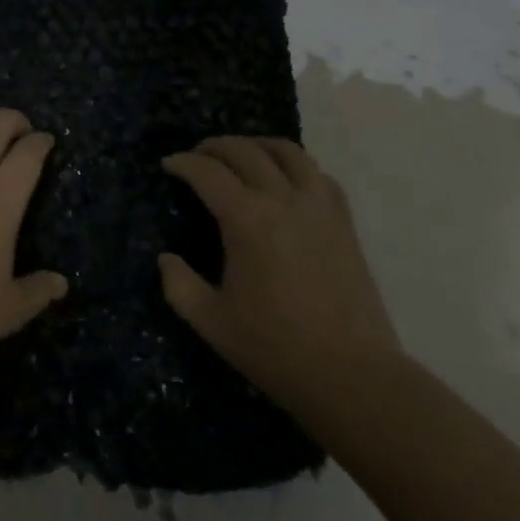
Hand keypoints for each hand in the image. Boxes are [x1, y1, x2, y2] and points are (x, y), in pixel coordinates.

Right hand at [159, 136, 398, 412]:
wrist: (352, 375)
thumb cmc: (275, 348)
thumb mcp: (211, 321)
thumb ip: (179, 284)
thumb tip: (166, 258)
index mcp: (246, 219)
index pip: (208, 172)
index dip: (183, 163)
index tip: (168, 165)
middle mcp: (283, 199)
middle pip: (245, 151)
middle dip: (215, 147)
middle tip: (197, 156)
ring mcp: (319, 206)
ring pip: (287, 152)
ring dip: (257, 145)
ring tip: (242, 154)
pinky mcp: (343, 222)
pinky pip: (318, 174)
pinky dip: (295, 166)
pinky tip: (286, 180)